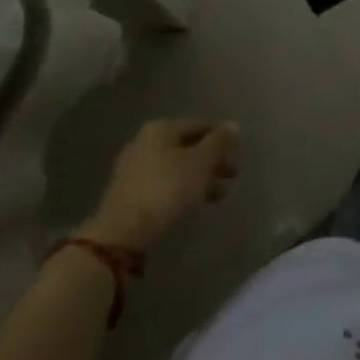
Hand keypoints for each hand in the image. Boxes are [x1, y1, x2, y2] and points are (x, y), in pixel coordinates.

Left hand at [82, 118, 240, 250]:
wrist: (121, 235)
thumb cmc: (166, 190)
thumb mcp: (200, 163)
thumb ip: (219, 143)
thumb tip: (233, 126)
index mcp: (162, 129)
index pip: (200, 125)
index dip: (222, 137)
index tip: (238, 154)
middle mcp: (145, 142)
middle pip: (188, 146)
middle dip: (212, 160)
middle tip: (233, 175)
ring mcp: (134, 169)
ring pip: (176, 167)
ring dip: (200, 178)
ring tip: (219, 195)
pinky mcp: (129, 194)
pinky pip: (164, 184)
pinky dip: (182, 190)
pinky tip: (193, 204)